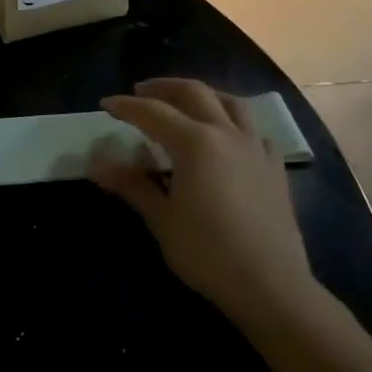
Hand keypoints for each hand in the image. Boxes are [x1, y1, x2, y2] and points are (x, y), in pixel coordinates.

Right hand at [88, 78, 314, 326]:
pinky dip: (235, 123)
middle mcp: (226, 134)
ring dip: (203, 95)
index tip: (106, 105)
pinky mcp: (275, 167)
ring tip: (186, 102)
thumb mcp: (162, 219)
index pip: (153, 113)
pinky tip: (228, 138)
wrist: (270, 284)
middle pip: (194, 93)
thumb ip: (132, 185)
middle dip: (163, 87)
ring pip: (230, 103)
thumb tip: (96, 164)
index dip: (127, 107)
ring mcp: (255, 148)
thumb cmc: (207, 252)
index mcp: (195, 142)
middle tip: (141, 92)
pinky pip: (254, 130)